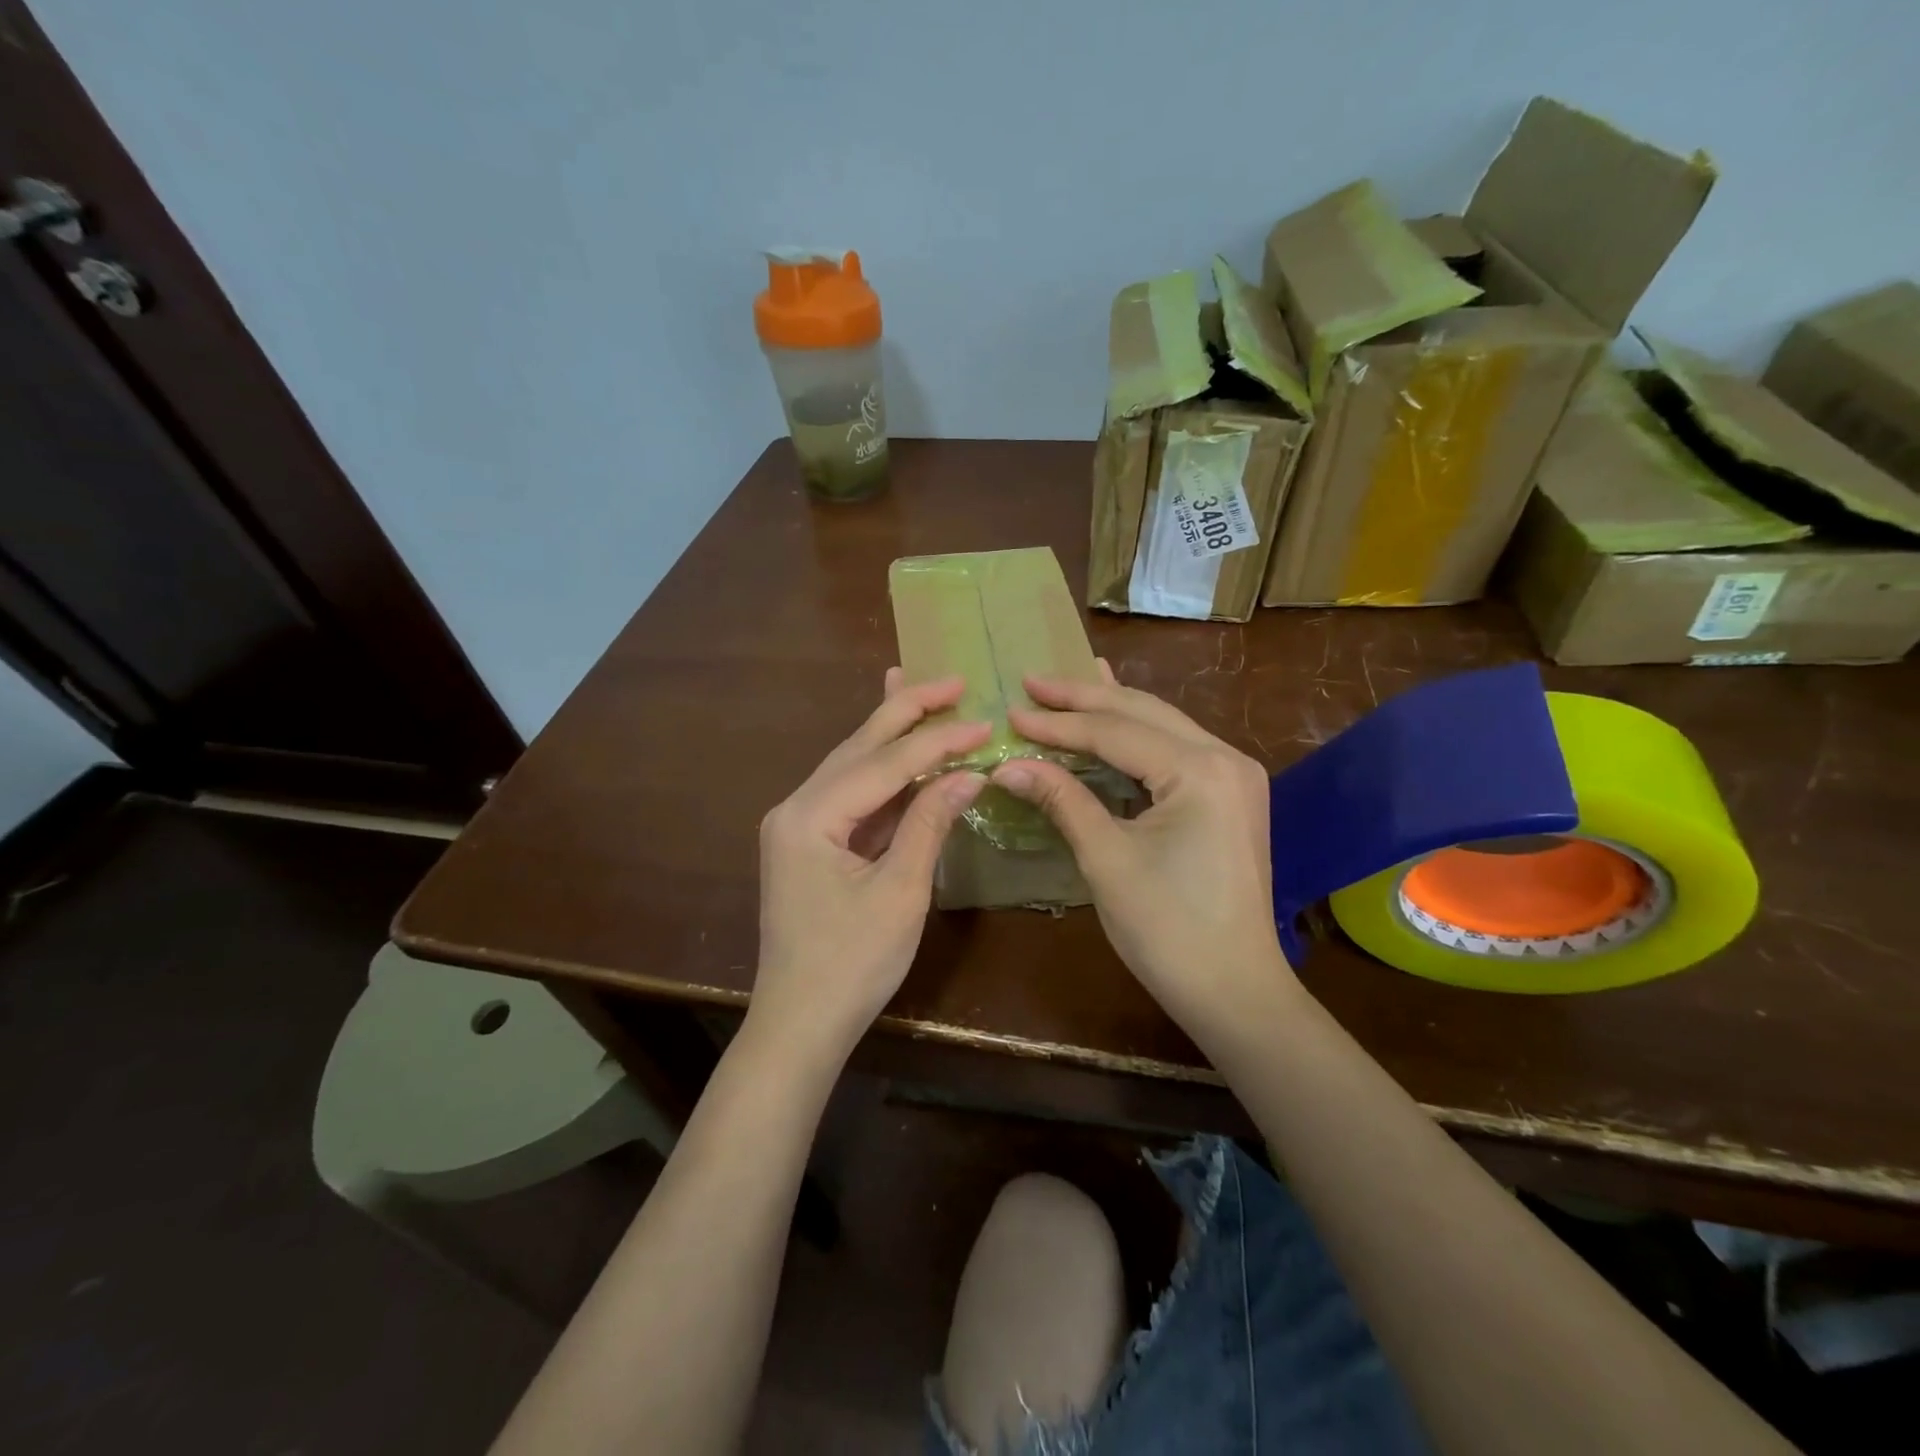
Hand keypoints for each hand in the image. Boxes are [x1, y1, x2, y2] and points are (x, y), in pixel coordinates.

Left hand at [749, 671, 988, 1065]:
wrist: (800, 1025)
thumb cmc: (851, 965)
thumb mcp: (900, 892)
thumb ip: (930, 823)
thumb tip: (970, 773)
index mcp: (809, 816)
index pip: (884, 763)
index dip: (938, 741)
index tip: (985, 721)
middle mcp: (796, 808)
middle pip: (858, 747)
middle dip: (906, 711)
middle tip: (952, 682)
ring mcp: (799, 825)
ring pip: (853, 766)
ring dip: (891, 733)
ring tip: (923, 692)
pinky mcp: (810, 843)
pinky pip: (852, 796)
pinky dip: (883, 774)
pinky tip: (902, 752)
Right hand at [990, 671, 1294, 1037]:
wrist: (1235, 991)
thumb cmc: (1168, 929)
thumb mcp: (1107, 859)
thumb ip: (1062, 800)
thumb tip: (1008, 765)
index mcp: (1200, 770)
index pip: (1114, 732)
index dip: (1058, 723)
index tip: (1011, 711)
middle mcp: (1225, 758)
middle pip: (1142, 713)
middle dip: (1084, 697)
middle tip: (1032, 681)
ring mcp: (1234, 775)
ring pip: (1162, 724)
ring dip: (1112, 708)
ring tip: (1070, 685)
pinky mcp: (1230, 795)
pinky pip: (1176, 749)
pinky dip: (1138, 734)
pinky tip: (1119, 718)